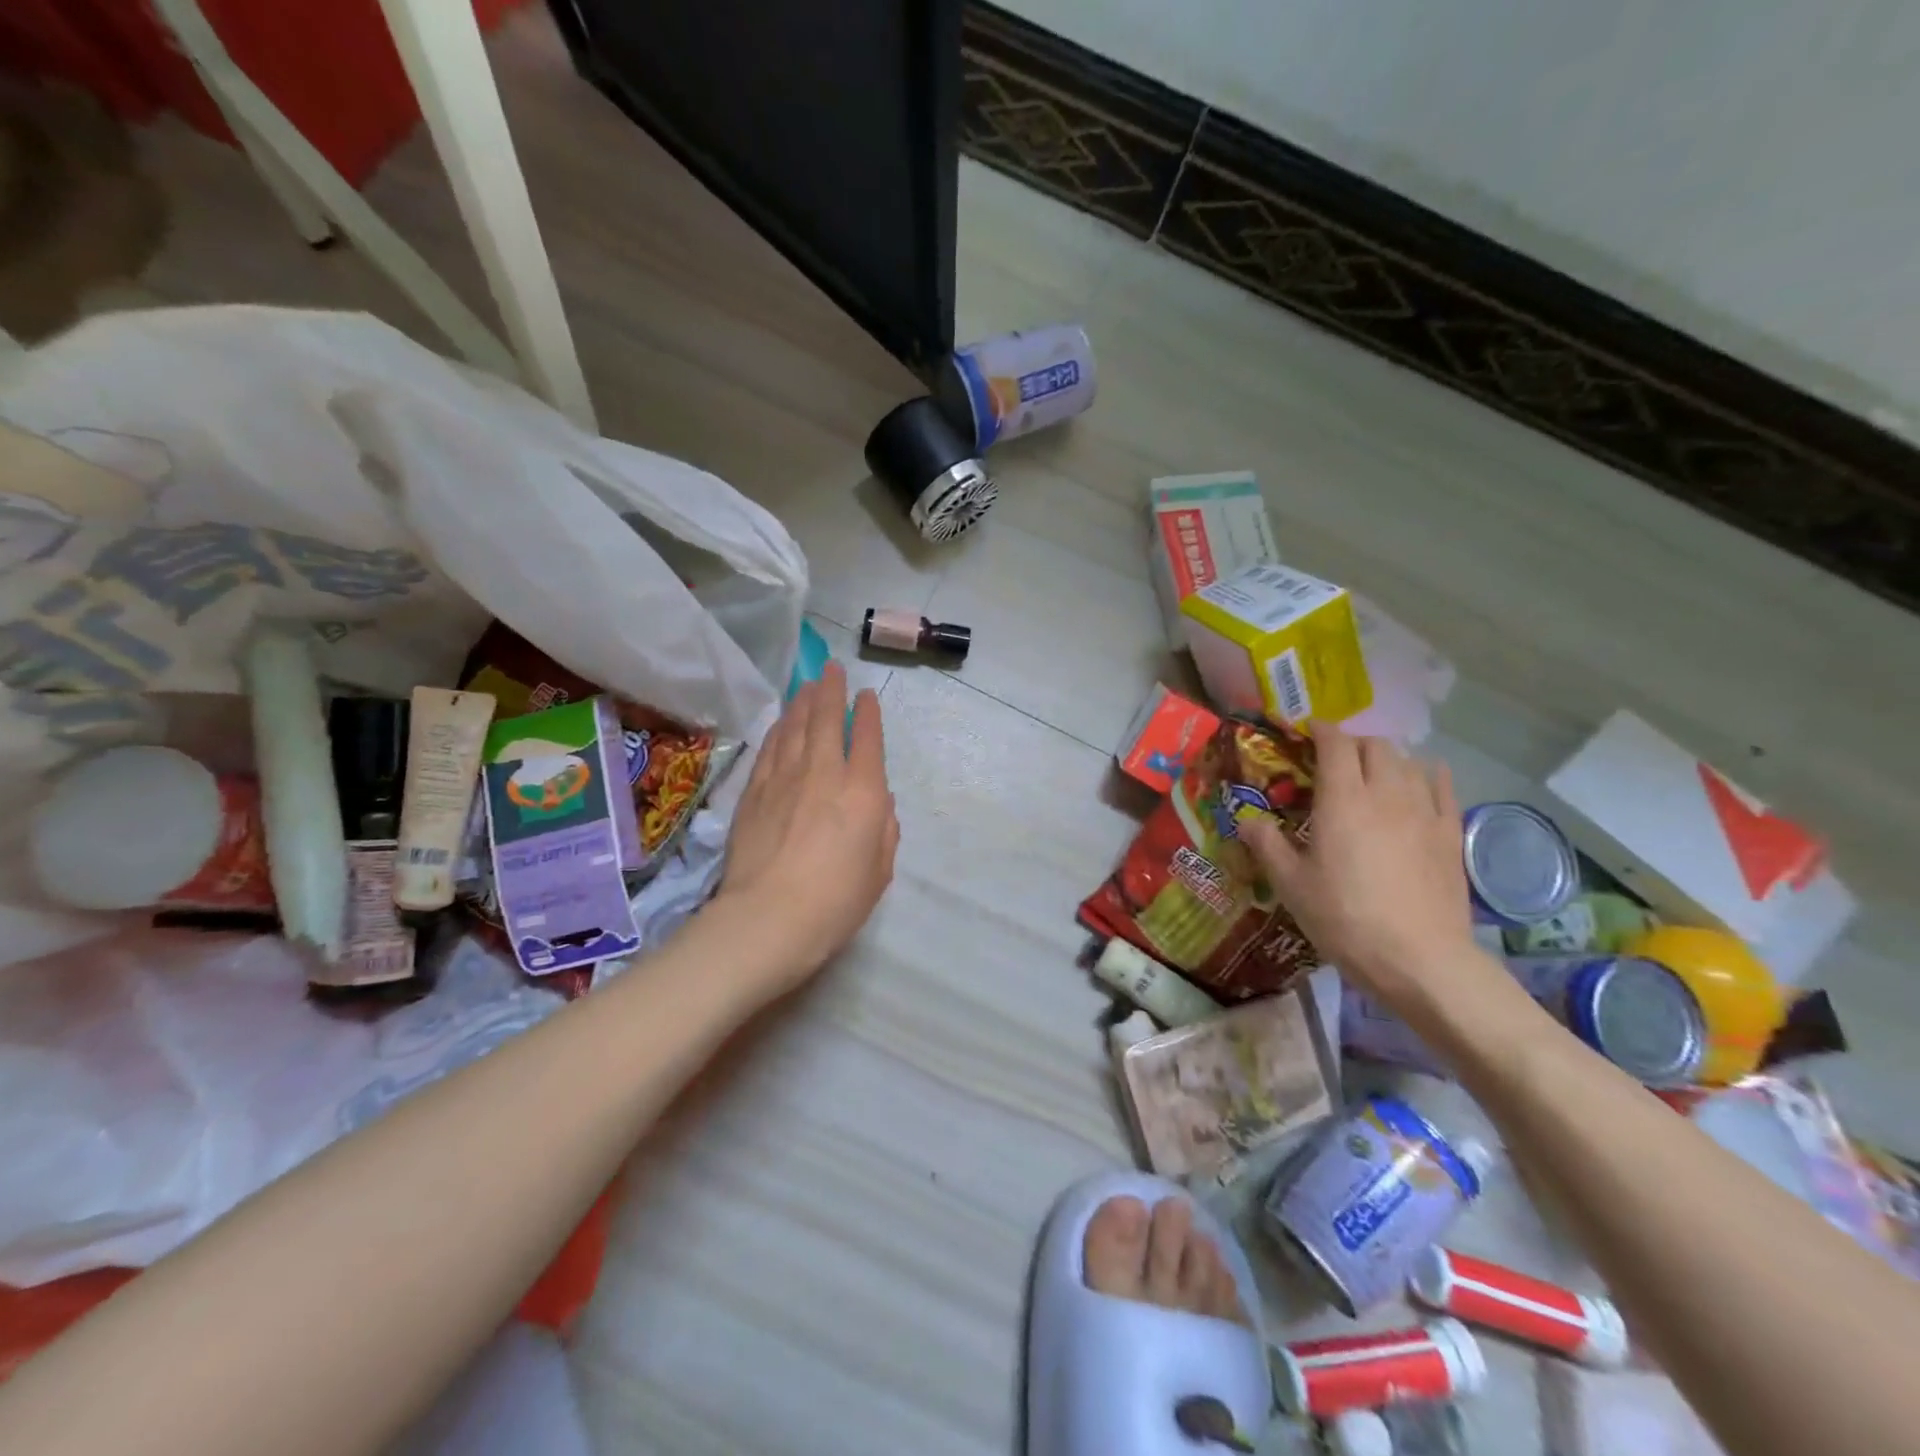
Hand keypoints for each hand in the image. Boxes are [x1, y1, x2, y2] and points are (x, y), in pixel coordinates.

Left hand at [713, 662, 898, 994]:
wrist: (769, 918)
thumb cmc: (836, 901)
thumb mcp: (880, 871)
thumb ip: (885, 831)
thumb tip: (879, 806)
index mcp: (864, 791)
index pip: (868, 739)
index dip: (869, 713)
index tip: (867, 695)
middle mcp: (824, 772)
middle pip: (827, 719)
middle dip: (831, 690)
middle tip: (831, 669)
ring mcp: (784, 778)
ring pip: (795, 727)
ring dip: (803, 702)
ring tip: (807, 685)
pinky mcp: (754, 791)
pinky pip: (770, 748)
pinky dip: (778, 729)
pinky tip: (781, 722)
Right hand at [1240, 720, 1476, 1008]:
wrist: (1419, 959)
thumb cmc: (1345, 918)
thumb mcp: (1290, 885)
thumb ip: (1267, 846)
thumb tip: (1247, 822)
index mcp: (1342, 800)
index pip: (1335, 744)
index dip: (1320, 730)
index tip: (1306, 731)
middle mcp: (1386, 793)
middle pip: (1375, 745)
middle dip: (1352, 742)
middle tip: (1332, 759)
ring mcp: (1424, 811)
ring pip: (1409, 761)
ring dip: (1386, 758)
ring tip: (1371, 773)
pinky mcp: (1450, 833)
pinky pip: (1442, 787)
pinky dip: (1427, 774)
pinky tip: (1421, 781)